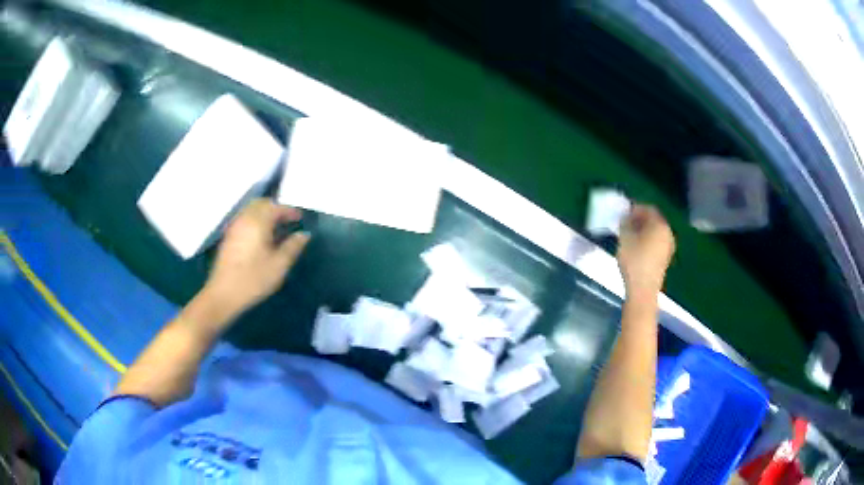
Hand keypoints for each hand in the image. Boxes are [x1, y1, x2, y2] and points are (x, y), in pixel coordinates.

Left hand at [201, 199, 309, 318]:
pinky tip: (261, 237)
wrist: (223, 294)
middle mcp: (245, 219)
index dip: (290, 210)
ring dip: (264, 214)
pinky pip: (244, 219)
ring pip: (251, 210)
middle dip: (275, 208)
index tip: (300, 218)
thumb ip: (292, 247)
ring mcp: (234, 227)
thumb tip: (303, 234)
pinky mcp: (228, 237)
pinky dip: (255, 221)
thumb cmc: (254, 279)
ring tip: (276, 228)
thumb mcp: (279, 265)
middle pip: (261, 204)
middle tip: (288, 220)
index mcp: (258, 222)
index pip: (276, 208)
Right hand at [617, 204, 674, 295]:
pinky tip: (637, 247)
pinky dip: (647, 241)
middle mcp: (668, 233)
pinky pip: (656, 243)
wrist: (643, 290)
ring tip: (630, 235)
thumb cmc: (634, 261)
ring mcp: (668, 247)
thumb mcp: (624, 238)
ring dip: (644, 230)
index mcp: (659, 225)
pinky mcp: (665, 259)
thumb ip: (625, 223)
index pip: (648, 209)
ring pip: (655, 232)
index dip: (635, 208)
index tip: (623, 211)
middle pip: (654, 220)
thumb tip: (626, 217)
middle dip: (640, 219)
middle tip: (626, 222)